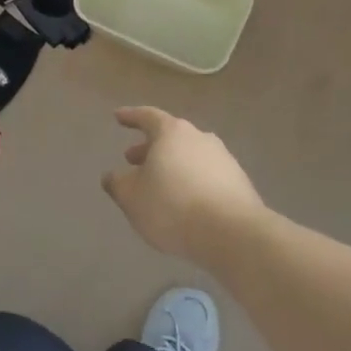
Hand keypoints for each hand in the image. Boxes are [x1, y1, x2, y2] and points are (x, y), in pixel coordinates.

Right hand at [102, 106, 263, 260]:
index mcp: (172, 133)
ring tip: (158, 185)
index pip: (147, 116)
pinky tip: (184, 202)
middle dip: (149, 147)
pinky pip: (206, 175)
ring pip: (189, 156)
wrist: (233, 234)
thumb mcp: (132, 198)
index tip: (118, 116)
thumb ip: (118, 184)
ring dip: (171, 166)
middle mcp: (200, 138)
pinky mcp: (239, 182)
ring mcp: (223, 159)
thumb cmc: (172, 207)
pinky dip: (190, 182)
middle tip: (132, 160)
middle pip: (170, 137)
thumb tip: (112, 176)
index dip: (130, 116)